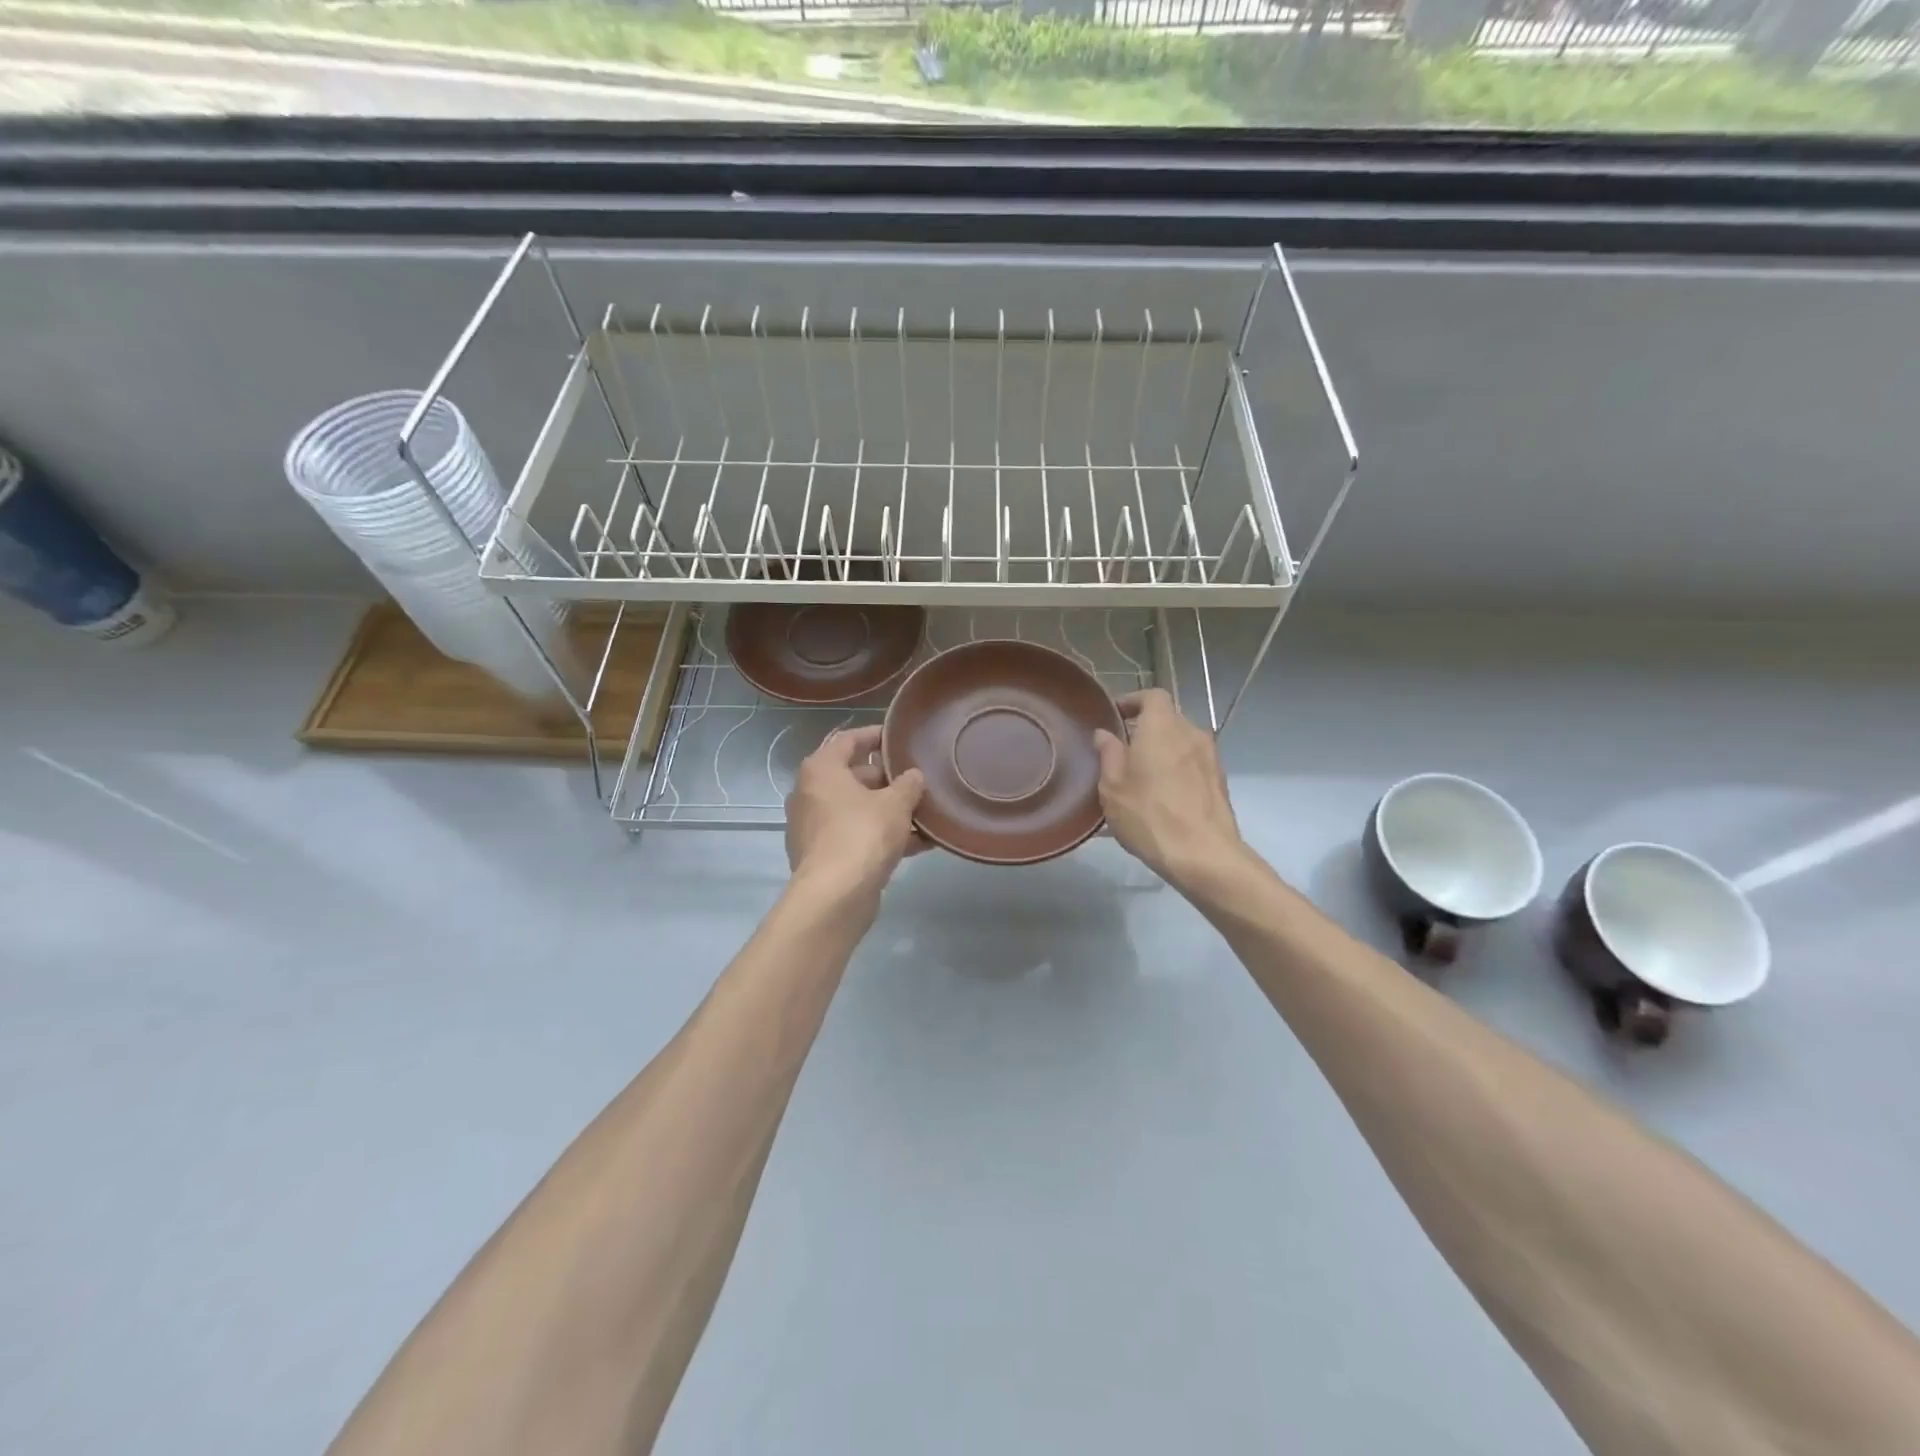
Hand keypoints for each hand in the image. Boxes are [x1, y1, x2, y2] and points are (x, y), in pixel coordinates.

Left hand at [785, 725, 925, 903]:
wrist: (835, 896)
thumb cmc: (863, 834)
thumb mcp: (896, 804)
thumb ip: (909, 784)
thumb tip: (913, 776)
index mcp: (821, 770)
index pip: (849, 740)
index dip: (876, 736)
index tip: (899, 737)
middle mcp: (810, 793)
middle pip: (854, 776)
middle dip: (888, 779)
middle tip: (919, 780)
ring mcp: (813, 826)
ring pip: (858, 809)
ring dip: (889, 811)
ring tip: (925, 813)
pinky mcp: (822, 855)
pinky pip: (856, 835)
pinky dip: (882, 836)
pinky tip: (918, 844)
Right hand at [1094, 689, 1244, 890]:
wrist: (1203, 855)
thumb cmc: (1150, 815)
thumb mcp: (1113, 786)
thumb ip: (1108, 754)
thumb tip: (1104, 733)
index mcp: (1162, 726)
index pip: (1152, 695)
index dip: (1133, 700)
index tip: (1115, 715)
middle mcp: (1191, 733)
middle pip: (1168, 718)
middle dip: (1145, 728)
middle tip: (1122, 750)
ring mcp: (1211, 757)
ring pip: (1181, 742)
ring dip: (1162, 750)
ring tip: (1141, 775)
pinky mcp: (1220, 781)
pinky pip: (1193, 763)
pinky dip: (1177, 768)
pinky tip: (1162, 794)